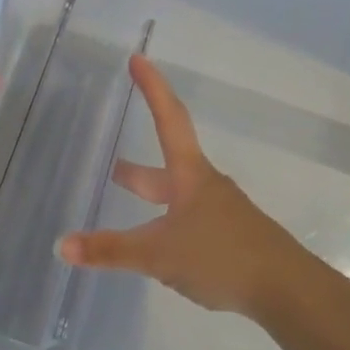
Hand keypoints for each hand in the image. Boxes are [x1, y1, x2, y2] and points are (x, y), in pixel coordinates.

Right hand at [58, 55, 313, 318]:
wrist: (288, 290)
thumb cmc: (223, 256)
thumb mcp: (158, 255)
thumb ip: (110, 250)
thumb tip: (61, 245)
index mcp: (190, 177)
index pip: (168, 120)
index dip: (152, 88)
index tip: (138, 58)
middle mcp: (206, 188)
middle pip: (168, 166)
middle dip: (138, 168)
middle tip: (113, 166)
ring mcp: (222, 214)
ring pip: (178, 198)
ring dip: (153, 197)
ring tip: (132, 208)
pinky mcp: (230, 240)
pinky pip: (190, 224)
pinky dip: (167, 226)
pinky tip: (160, 249)